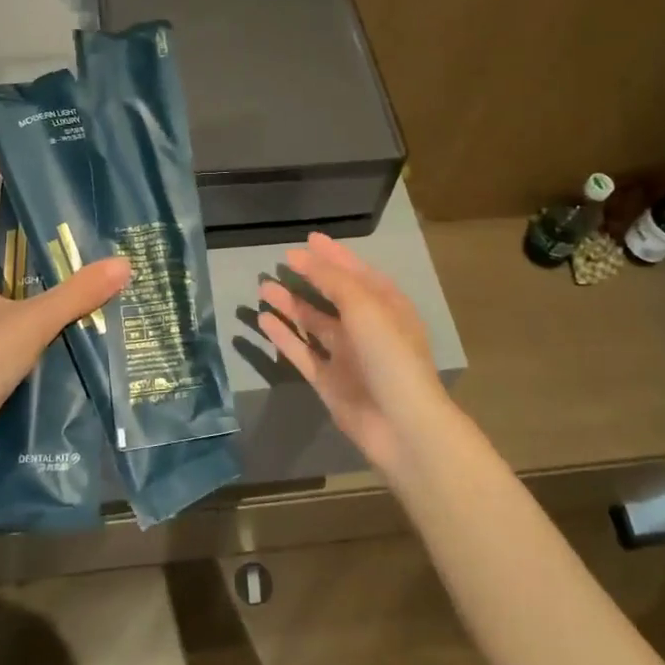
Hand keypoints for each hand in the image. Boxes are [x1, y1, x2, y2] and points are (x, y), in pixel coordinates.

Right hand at [255, 232, 452, 479]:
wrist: (401, 425)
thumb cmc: (390, 355)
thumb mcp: (365, 306)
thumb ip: (333, 279)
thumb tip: (303, 256)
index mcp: (386, 306)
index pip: (356, 272)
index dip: (333, 255)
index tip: (308, 239)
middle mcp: (367, 328)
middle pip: (333, 296)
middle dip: (309, 278)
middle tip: (280, 262)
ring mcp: (347, 356)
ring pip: (314, 323)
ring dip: (291, 304)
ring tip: (263, 287)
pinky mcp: (329, 381)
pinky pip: (302, 352)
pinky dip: (284, 336)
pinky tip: (263, 320)